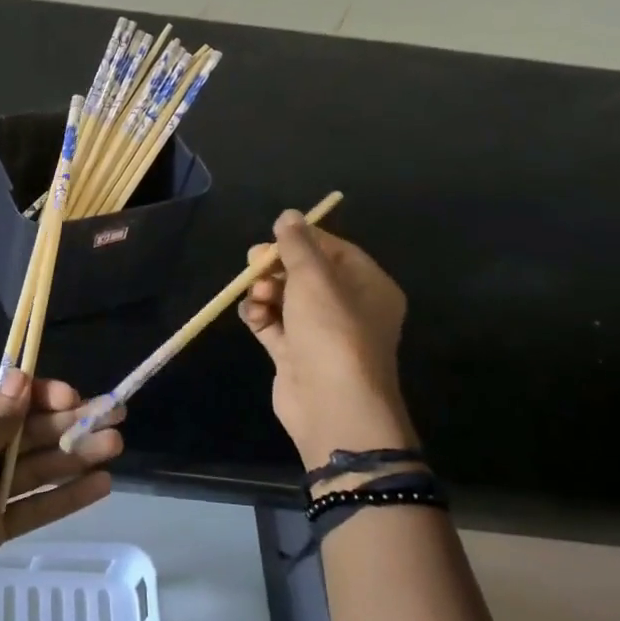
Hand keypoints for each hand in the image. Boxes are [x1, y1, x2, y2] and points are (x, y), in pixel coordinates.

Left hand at [0, 372, 122, 620]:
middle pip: (27, 433)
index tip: (74, 398)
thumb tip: (21, 379)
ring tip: (114, 447)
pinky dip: (66, 497)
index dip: (40, 395)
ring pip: (37, 468)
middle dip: (69, 423)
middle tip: (115, 416)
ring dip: (75, 456)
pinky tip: (100, 486)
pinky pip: (35, 506)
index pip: (4, 400)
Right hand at [238, 210, 415, 464]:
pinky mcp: (296, 355)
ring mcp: (321, 334)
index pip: (335, 250)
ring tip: (257, 296)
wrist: (332, 405)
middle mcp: (348, 308)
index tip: (273, 238)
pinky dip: (259, 315)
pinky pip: (273, 324)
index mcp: (368, 286)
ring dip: (265, 291)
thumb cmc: (332, 331)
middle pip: (306, 274)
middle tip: (254, 264)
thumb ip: (298, 245)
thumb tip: (288, 216)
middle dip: (277, 266)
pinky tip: (251, 314)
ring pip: (286, 298)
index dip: (302, 241)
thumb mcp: (314, 278)